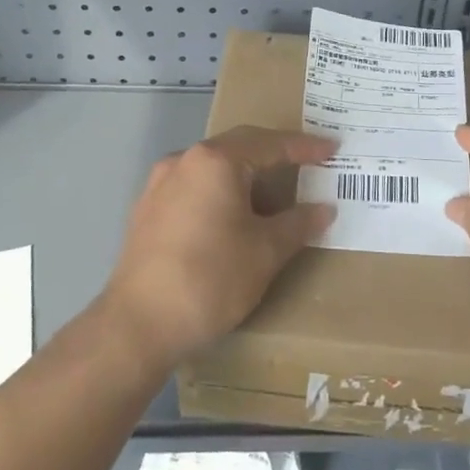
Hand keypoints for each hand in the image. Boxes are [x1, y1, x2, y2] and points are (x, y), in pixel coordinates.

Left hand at [103, 126, 336, 367]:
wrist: (138, 326)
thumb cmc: (210, 279)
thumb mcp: (265, 252)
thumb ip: (298, 223)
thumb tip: (324, 209)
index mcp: (215, 161)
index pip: (270, 144)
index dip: (305, 147)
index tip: (332, 149)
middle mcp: (184, 161)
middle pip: (238, 147)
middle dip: (274, 155)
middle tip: (308, 164)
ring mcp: (159, 184)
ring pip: (213, 168)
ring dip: (246, 176)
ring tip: (274, 194)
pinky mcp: (147, 209)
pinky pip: (194, 187)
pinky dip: (221, 192)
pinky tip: (234, 216)